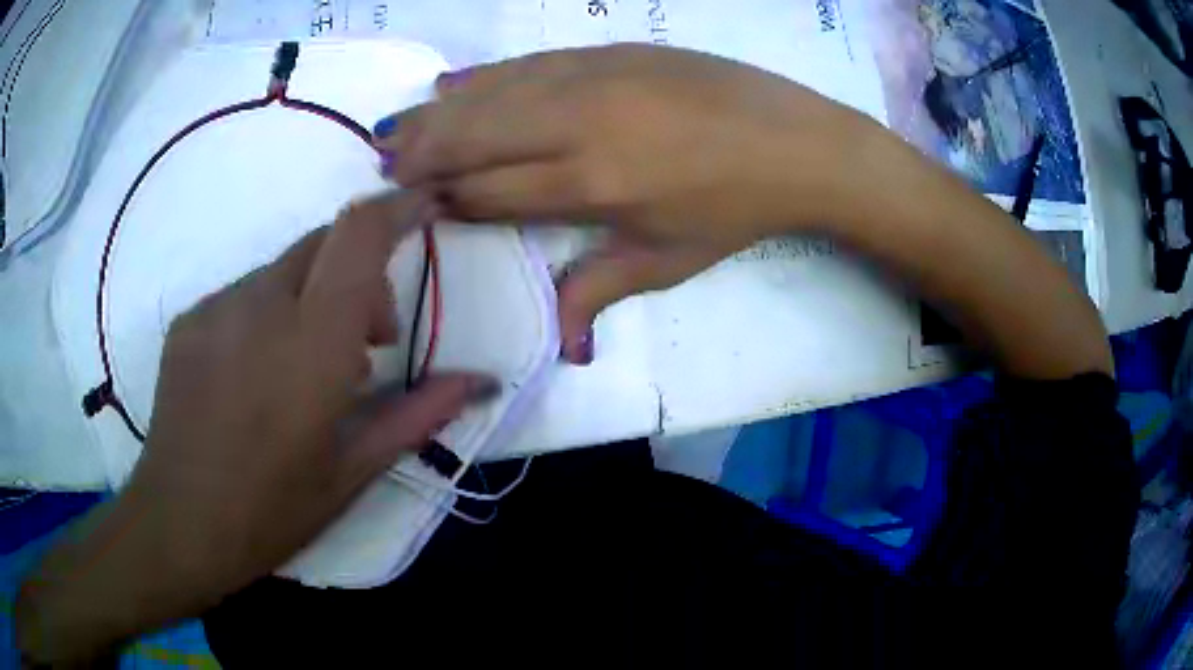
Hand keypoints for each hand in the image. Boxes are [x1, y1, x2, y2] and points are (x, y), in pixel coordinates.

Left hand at [17, 191, 498, 662]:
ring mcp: (217, 307)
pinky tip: (257, 377)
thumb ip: (418, 414)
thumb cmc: (272, 511)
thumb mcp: (353, 471)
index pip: (359, 235)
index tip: (426, 206)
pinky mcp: (190, 319)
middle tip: (366, 346)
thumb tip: (481, 380)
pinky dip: (270, 315)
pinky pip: (245, 294)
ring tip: (305, 372)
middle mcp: (260, 305)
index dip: (398, 206)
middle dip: (360, 274)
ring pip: (284, 270)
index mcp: (311, 345)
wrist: (179, 525)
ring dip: (312, 299)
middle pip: (325, 242)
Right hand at [373, 44, 876, 362]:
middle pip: (475, 136)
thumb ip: (598, 289)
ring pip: (491, 95)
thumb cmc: (735, 211)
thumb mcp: (669, 262)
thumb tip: (562, 348)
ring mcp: (593, 79)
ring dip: (436, 114)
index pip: (490, 191)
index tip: (415, 206)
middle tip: (380, 163)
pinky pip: (528, 63)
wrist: (796, 143)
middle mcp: (579, 124)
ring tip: (395, 128)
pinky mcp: (610, 53)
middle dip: (420, 152)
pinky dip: (483, 76)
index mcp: (591, 185)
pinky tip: (451, 82)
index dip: (447, 199)